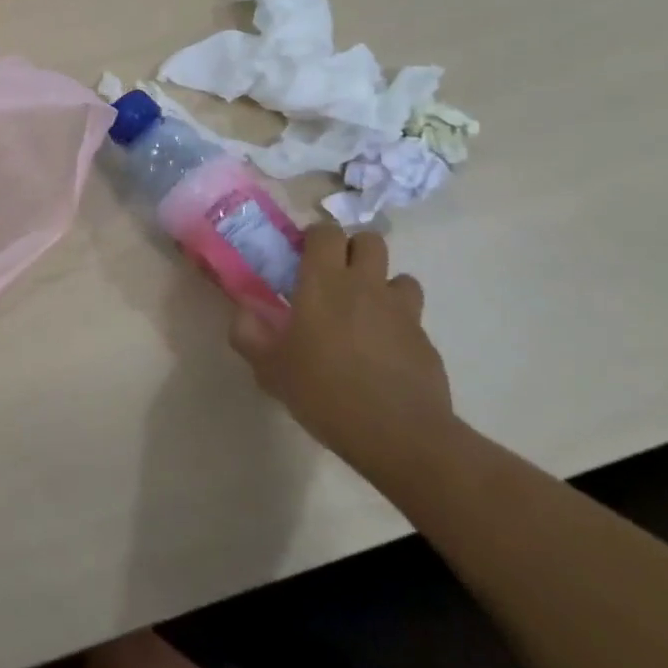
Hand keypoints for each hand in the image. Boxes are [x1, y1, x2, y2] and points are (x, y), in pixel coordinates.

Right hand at [230, 223, 454, 483]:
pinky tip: (382, 352)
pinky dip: (397, 323)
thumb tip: (242, 312)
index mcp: (324, 282)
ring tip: (364, 312)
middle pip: (369, 240)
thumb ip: (248, 334)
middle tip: (333, 278)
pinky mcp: (425, 340)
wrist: (400, 435)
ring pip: (399, 276)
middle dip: (352, 250)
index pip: (326, 232)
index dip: (314, 237)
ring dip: (381, 285)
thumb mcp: (269, 368)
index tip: (301, 256)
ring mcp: (401, 311)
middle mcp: (365, 285)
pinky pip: (411, 317)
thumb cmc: (325, 392)